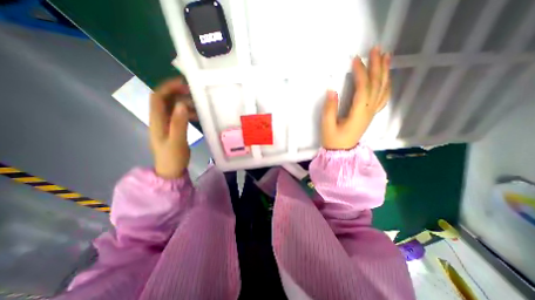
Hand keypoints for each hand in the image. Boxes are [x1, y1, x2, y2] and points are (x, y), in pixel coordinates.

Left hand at [149, 78, 196, 178]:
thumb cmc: (172, 157)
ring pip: (173, 107)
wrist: (171, 170)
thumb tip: (182, 104)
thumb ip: (179, 123)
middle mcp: (159, 119)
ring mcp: (166, 124)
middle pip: (165, 100)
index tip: (183, 84)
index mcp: (157, 120)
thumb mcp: (176, 141)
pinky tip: (196, 116)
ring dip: (184, 103)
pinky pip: (179, 116)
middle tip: (194, 93)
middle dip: (178, 93)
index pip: (158, 97)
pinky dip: (187, 113)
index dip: (168, 87)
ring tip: (198, 105)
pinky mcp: (173, 129)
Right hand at [319, 45, 391, 149]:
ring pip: (382, 90)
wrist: (341, 152)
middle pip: (377, 85)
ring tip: (386, 57)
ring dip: (384, 73)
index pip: (363, 88)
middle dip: (377, 67)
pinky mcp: (370, 115)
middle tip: (376, 50)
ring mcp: (371, 113)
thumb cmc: (333, 139)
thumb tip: (332, 90)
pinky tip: (385, 78)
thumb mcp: (327, 125)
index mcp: (358, 113)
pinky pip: (382, 97)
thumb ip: (330, 108)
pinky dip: (386, 85)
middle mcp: (369, 111)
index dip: (361, 73)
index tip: (356, 60)